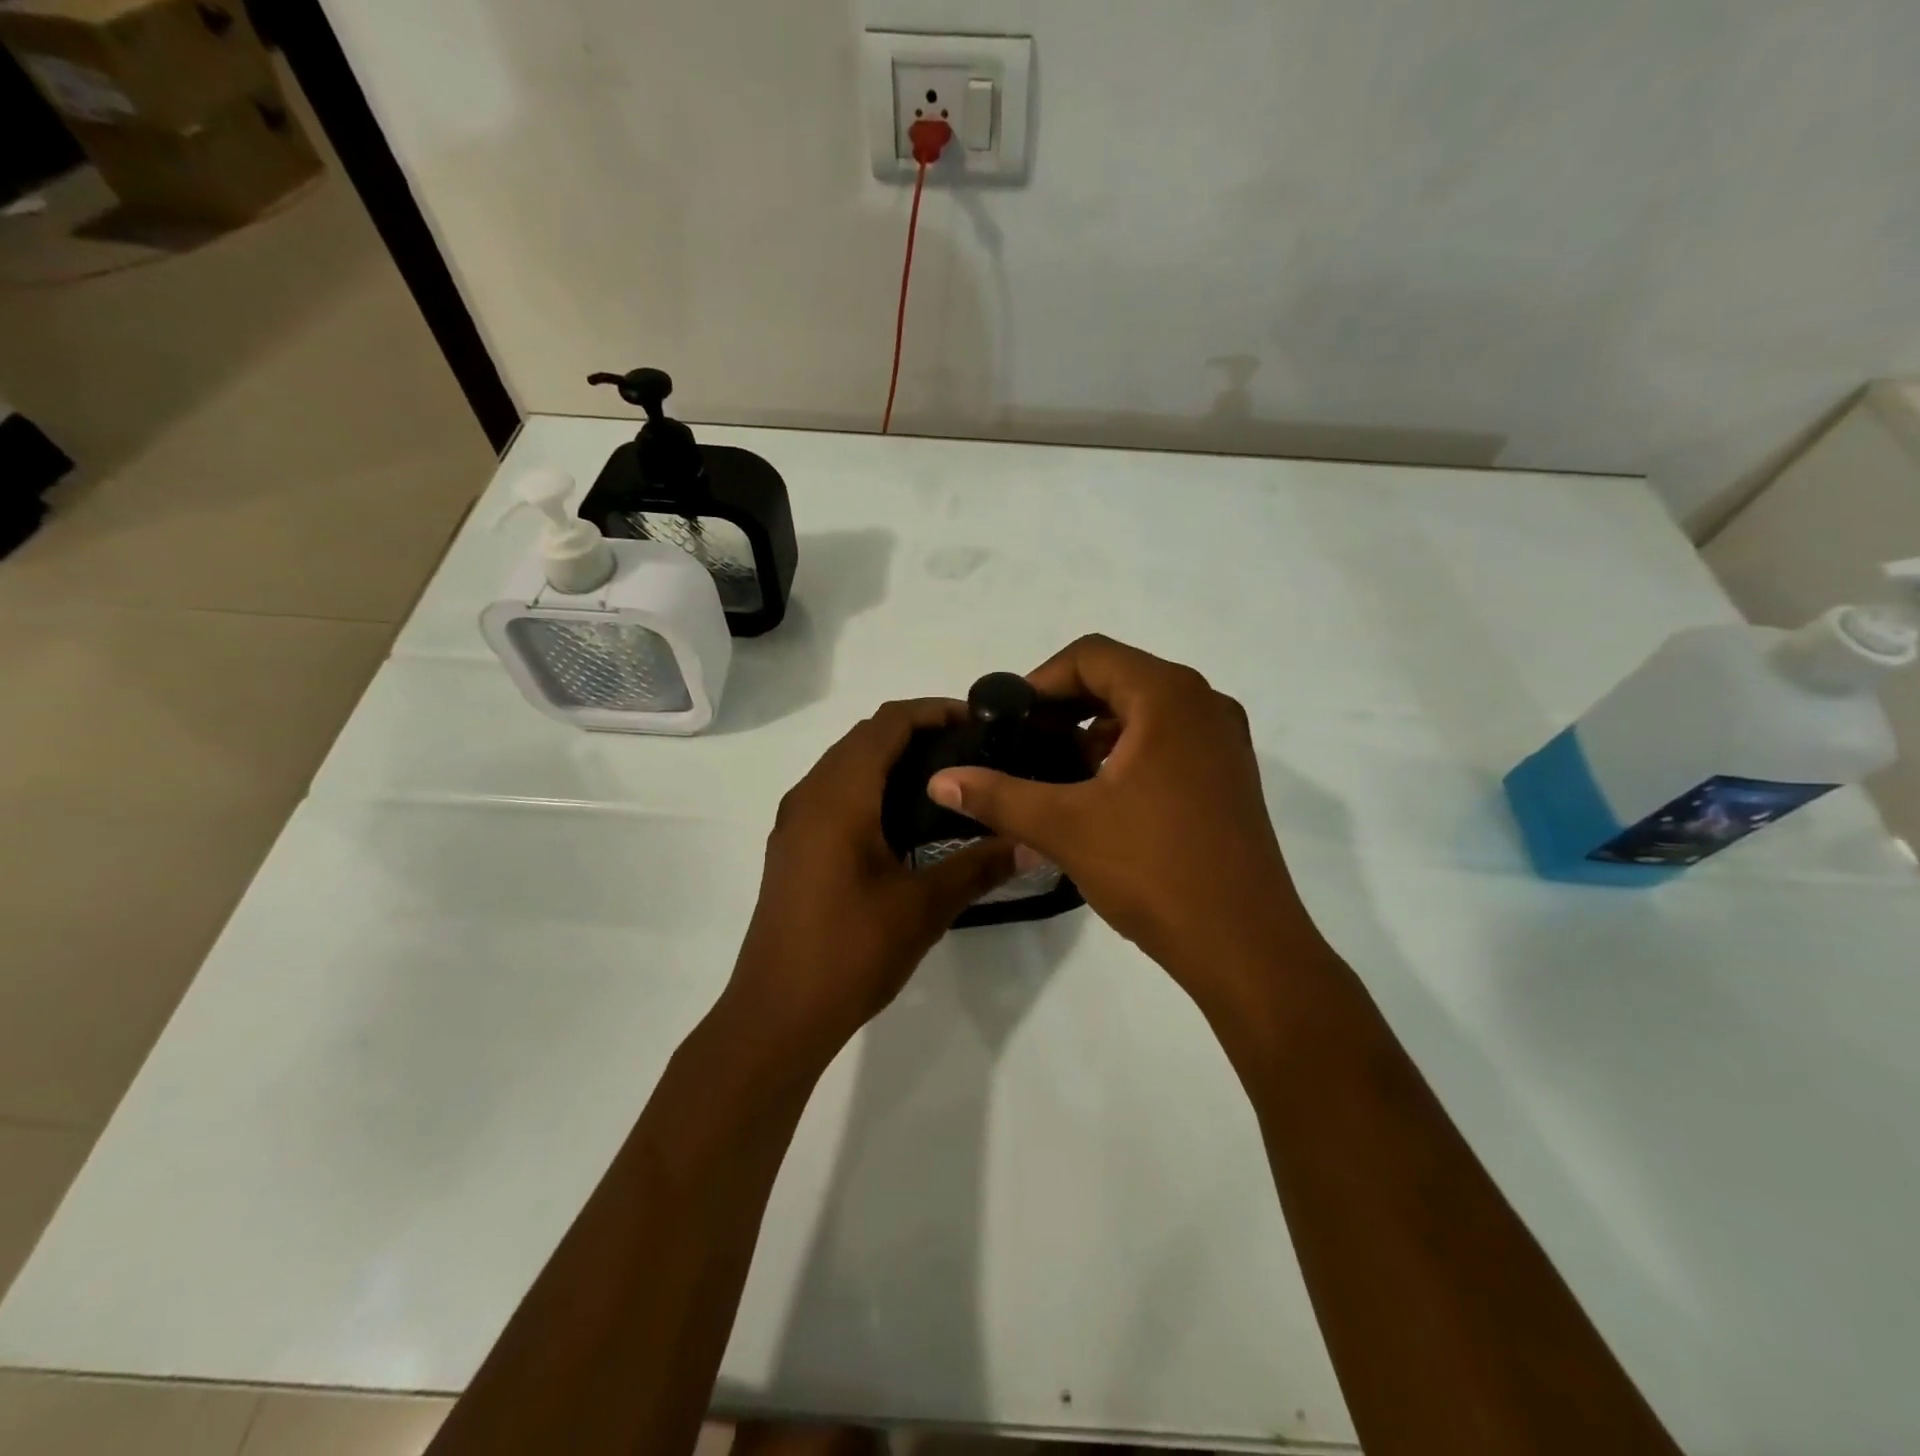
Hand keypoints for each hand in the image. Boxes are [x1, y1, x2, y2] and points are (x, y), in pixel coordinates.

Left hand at [724, 699, 1018, 1066]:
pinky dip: (869, 786)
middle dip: (917, 732)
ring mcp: (795, 823)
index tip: (980, 722)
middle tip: (971, 751)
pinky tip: (903, 822)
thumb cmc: (850, 952)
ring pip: (845, 765)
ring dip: (890, 759)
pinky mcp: (792, 848)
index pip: (887, 724)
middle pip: (864, 737)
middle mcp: (809, 795)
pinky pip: (833, 793)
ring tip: (945, 782)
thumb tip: (1032, 844)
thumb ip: (978, 866)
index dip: (934, 711)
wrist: (777, 1015)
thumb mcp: (923, 908)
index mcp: (839, 796)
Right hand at [927, 635, 1320, 1012]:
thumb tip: (940, 780)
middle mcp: (1204, 704)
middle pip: (1120, 678)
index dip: (1041, 679)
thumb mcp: (1065, 827)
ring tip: (1058, 772)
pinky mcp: (1229, 776)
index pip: (1092, 655)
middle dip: (1066, 706)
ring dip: (1097, 729)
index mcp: (1169, 697)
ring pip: (1146, 711)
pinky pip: (1169, 740)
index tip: (1009, 719)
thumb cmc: (1155, 869)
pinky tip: (1101, 796)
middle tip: (1025, 743)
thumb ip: (998, 796)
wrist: (1244, 944)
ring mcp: (1224, 742)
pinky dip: (1128, 751)